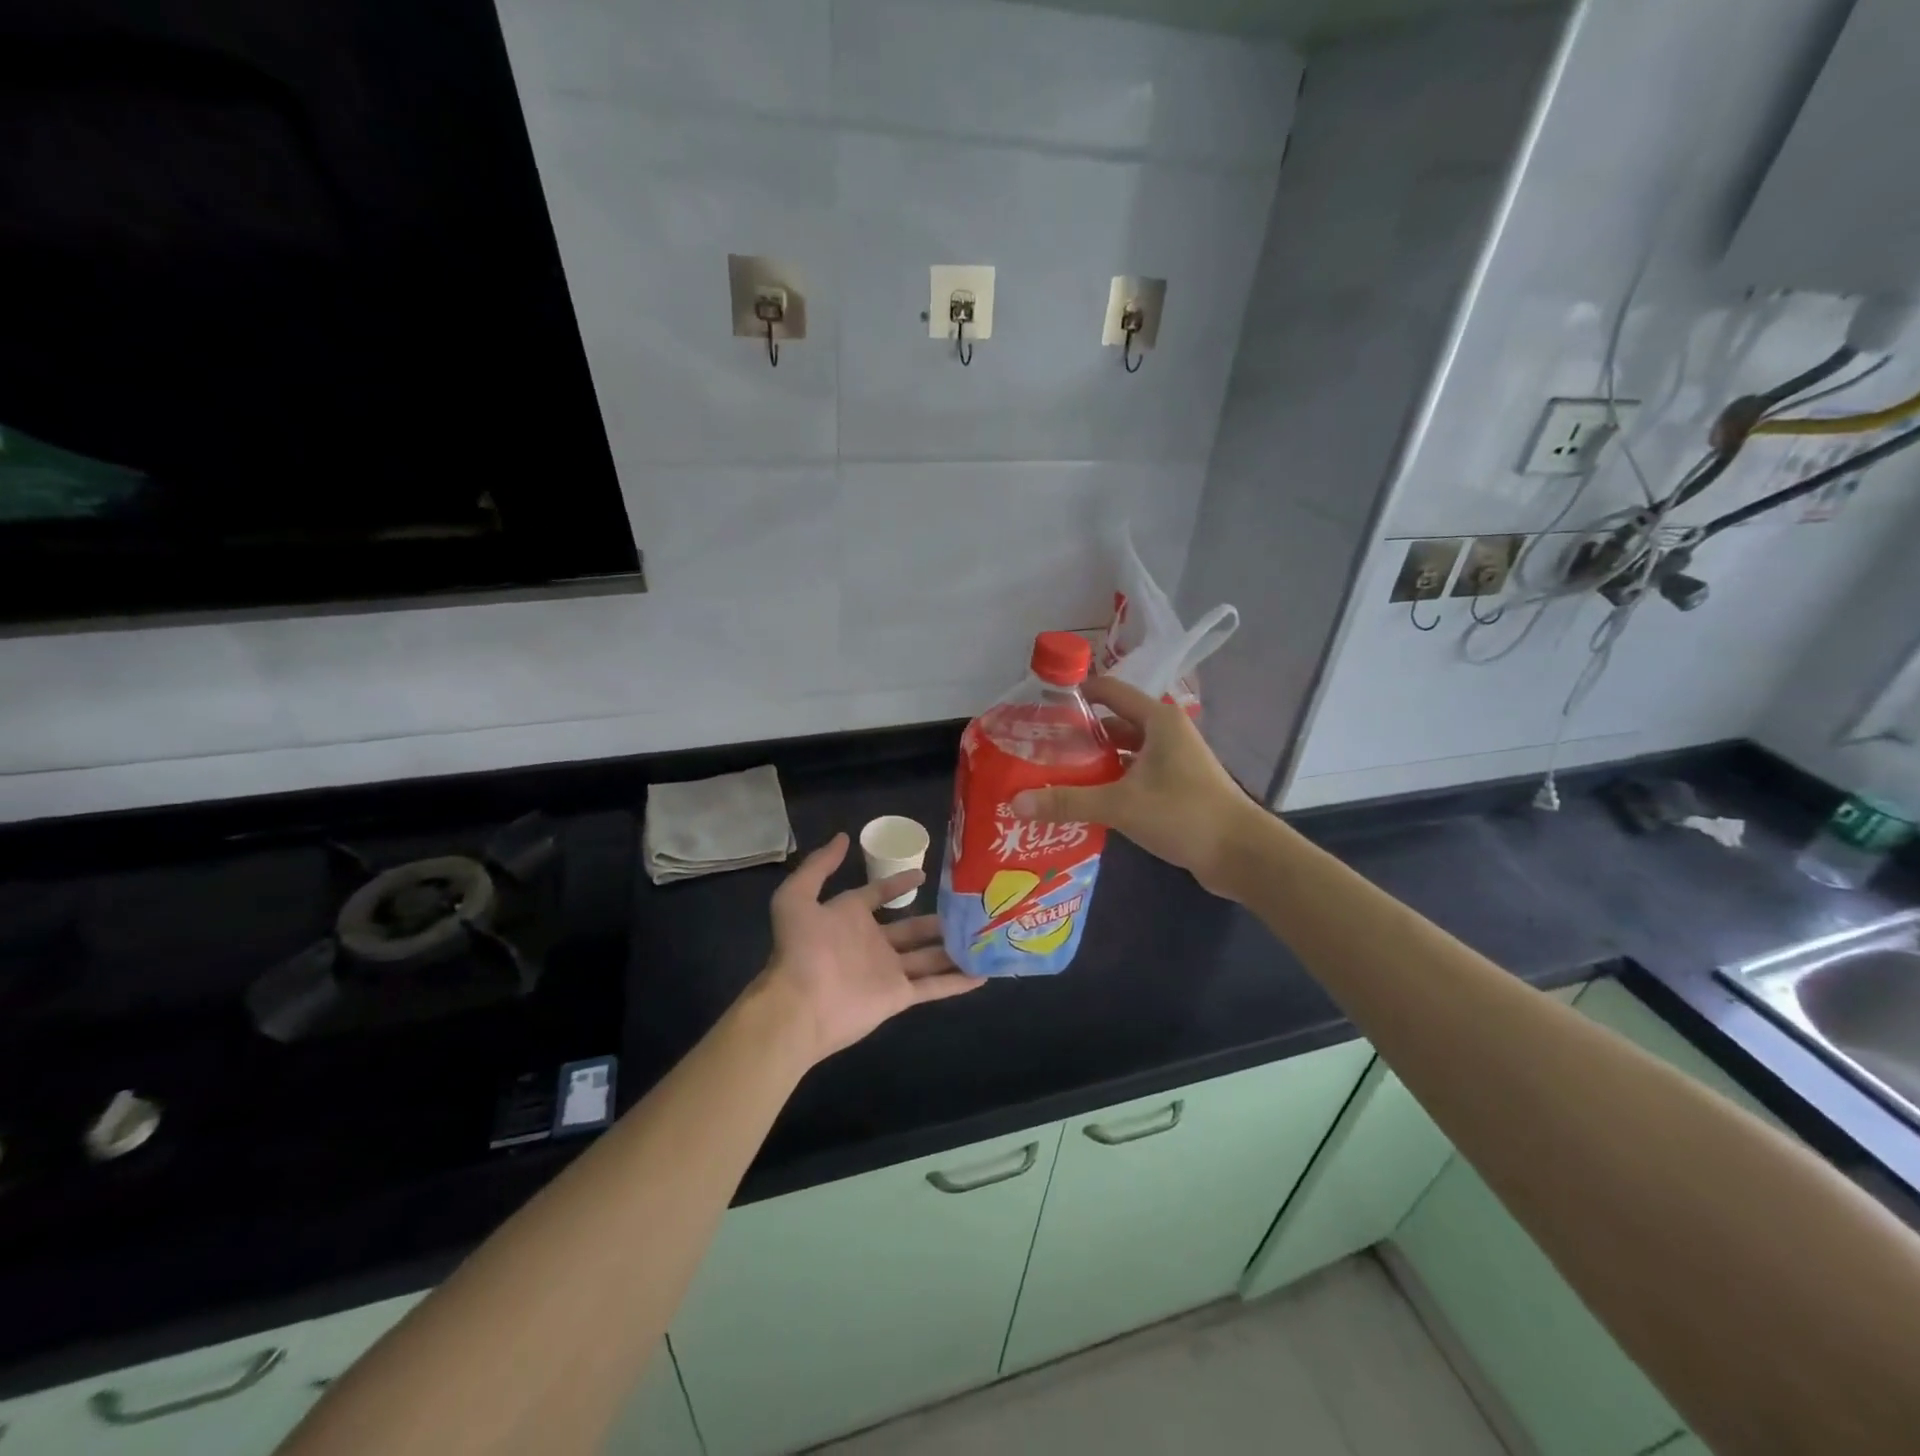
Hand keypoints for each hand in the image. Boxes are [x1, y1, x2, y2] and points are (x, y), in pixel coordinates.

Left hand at [755, 833, 982, 1065]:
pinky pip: (934, 986)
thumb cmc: (801, 948)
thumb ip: (819, 866)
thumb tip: (843, 837)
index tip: (924, 874)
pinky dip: (958, 981)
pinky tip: (984, 974)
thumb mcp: (797, 896)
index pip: (879, 894)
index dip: (899, 884)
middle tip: (969, 908)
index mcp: (850, 917)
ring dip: (954, 948)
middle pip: (912, 928)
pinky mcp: (899, 996)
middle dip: (938, 920)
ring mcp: (888, 970)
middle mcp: (873, 942)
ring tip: (984, 936)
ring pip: (929, 956)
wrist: (800, 1004)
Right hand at [1009, 677, 1263, 899]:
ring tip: (1052, 776)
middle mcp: (1165, 733)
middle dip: (1077, 736)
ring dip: (1092, 764)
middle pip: (1112, 724)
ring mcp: (1172, 761)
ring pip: (1123, 754)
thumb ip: (1068, 801)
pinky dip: (1110, 783)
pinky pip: (1133, 776)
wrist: (1242, 854)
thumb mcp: (1121, 805)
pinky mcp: (1175, 788)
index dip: (1075, 695)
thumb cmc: (1184, 814)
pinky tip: (1084, 801)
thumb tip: (1016, 802)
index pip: (1108, 691)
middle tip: (1038, 750)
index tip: (1039, 708)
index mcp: (1157, 720)